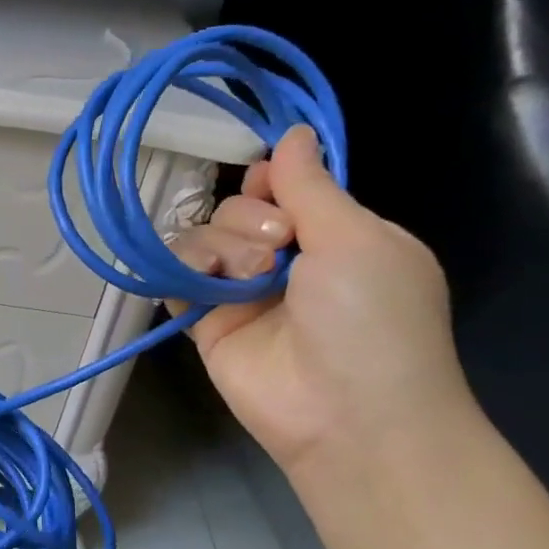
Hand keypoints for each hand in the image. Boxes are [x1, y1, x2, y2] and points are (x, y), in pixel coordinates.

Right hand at [167, 125, 472, 477]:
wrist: (346, 414)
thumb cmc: (371, 318)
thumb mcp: (356, 238)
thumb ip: (311, 186)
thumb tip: (291, 133)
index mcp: (337, 236)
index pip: (288, 188)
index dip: (273, 180)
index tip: (270, 186)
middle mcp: (286, 260)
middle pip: (238, 209)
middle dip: (251, 219)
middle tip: (278, 249)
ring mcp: (243, 293)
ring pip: (204, 237)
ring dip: (222, 245)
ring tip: (248, 278)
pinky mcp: (207, 324)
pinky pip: (178, 278)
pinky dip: (182, 269)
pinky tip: (202, 279)